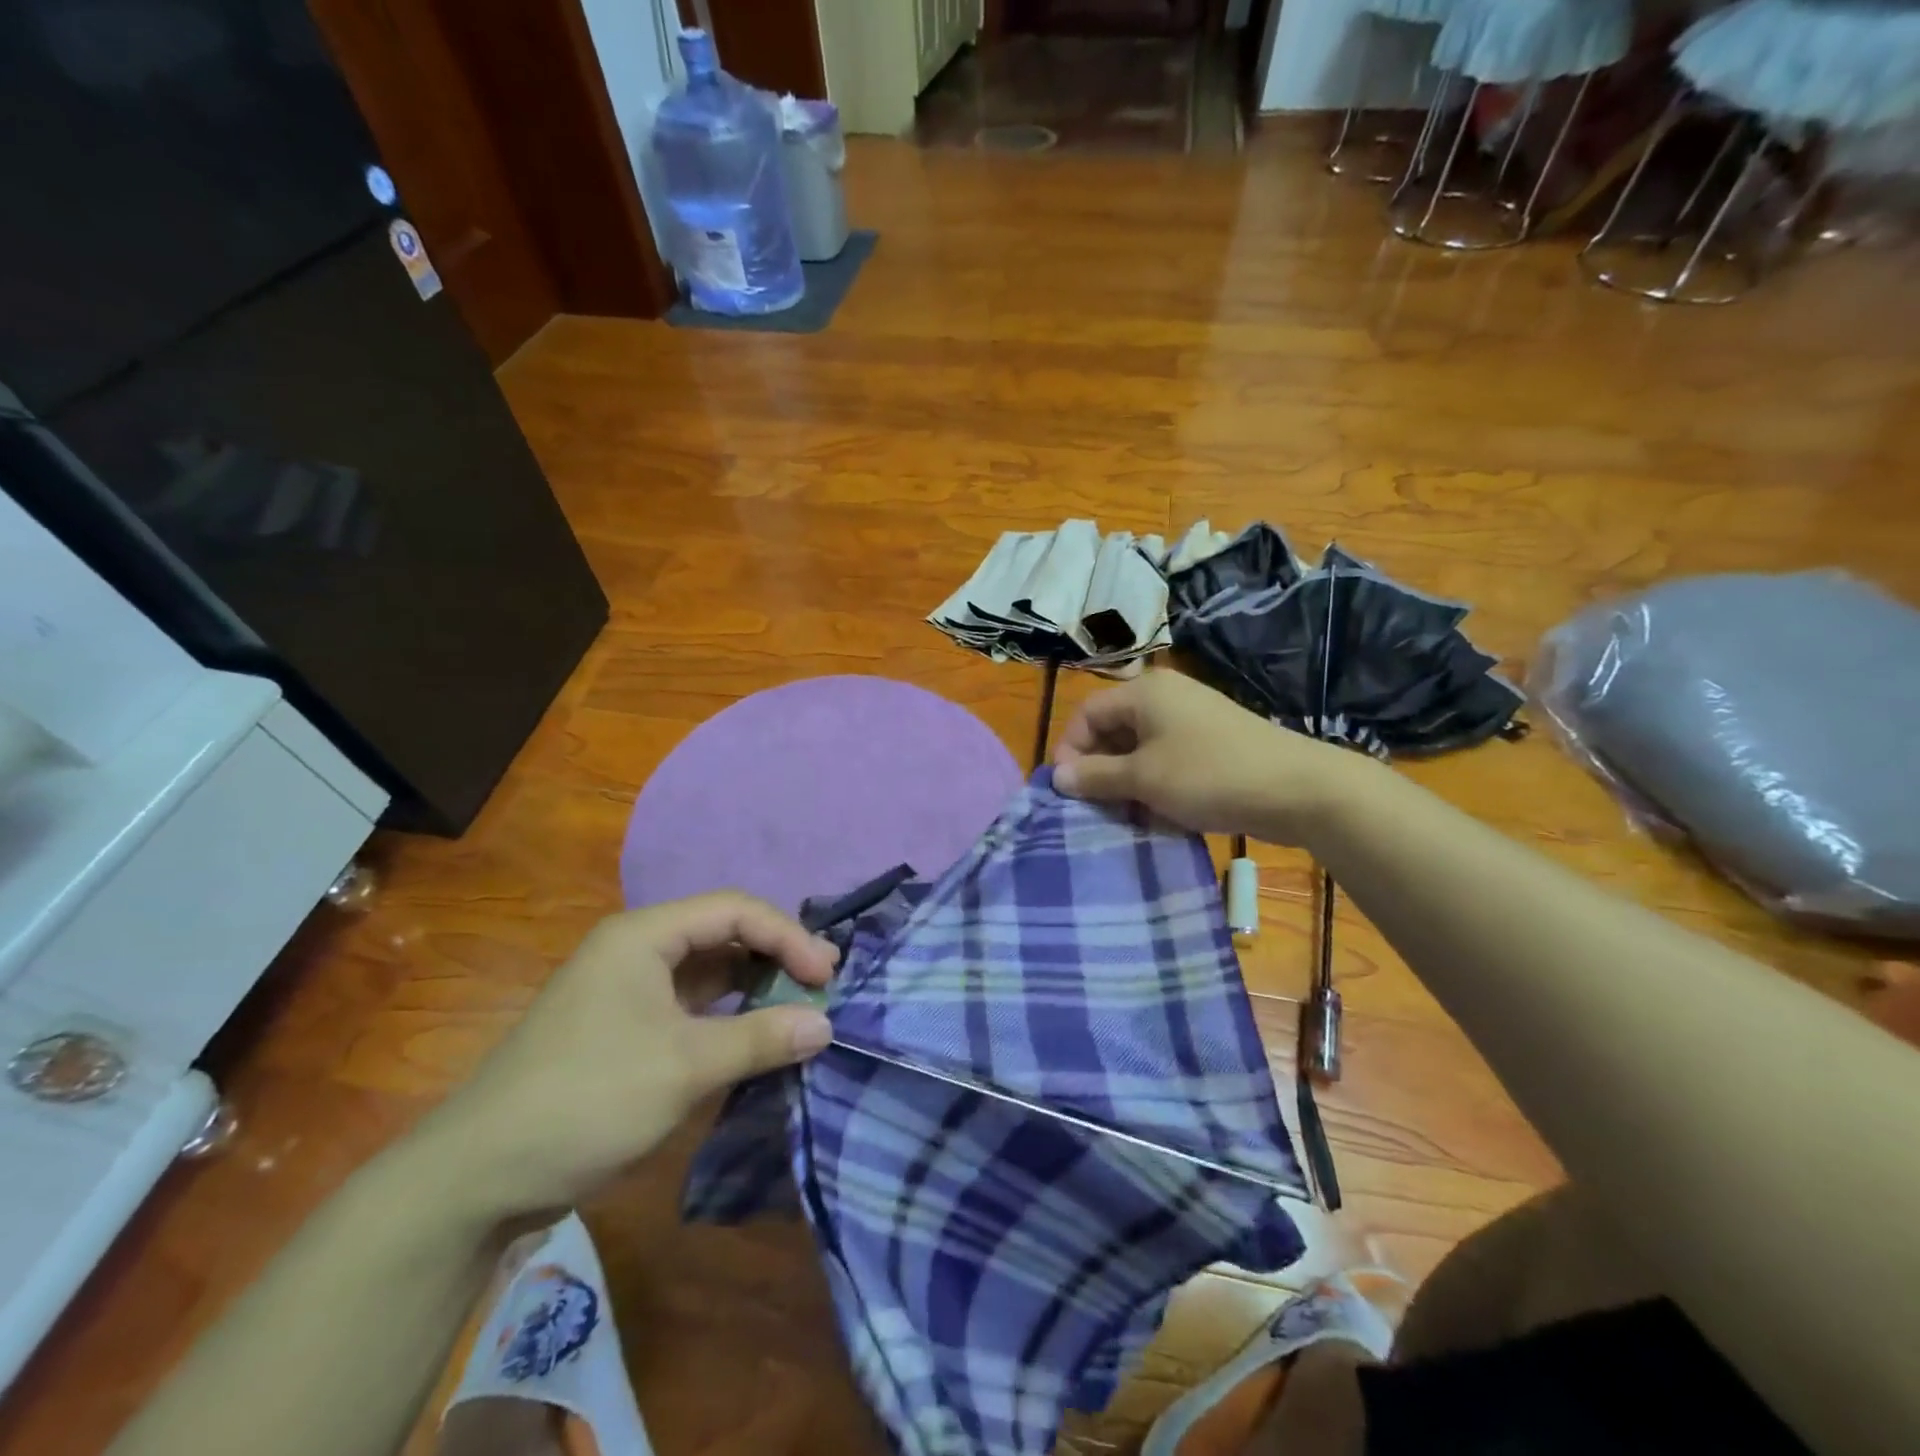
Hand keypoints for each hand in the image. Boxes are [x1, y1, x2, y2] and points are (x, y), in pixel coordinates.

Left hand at [396, 893, 836, 1223]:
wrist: (476, 1178)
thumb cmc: (587, 1100)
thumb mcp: (684, 1067)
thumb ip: (761, 1039)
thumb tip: (826, 1024)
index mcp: (644, 936)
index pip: (735, 910)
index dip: (788, 936)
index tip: (826, 977)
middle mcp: (637, 950)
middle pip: (723, 934)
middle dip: (776, 957)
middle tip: (822, 987)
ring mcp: (628, 990)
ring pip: (709, 972)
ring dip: (755, 987)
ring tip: (800, 1009)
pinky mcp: (624, 1029)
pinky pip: (692, 1007)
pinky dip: (729, 1017)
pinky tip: (756, 1038)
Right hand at [1053, 671, 1364, 843]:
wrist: (1298, 789)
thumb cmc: (1209, 775)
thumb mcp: (1144, 779)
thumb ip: (1095, 776)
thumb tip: (1057, 777)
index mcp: (1144, 693)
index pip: (1087, 713)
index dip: (1070, 750)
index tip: (1068, 791)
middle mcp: (1165, 698)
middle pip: (1112, 730)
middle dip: (1098, 769)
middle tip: (1096, 808)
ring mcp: (1192, 720)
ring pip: (1139, 749)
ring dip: (1126, 781)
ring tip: (1126, 815)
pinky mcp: (1212, 743)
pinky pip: (1167, 759)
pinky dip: (1154, 783)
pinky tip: (1157, 813)